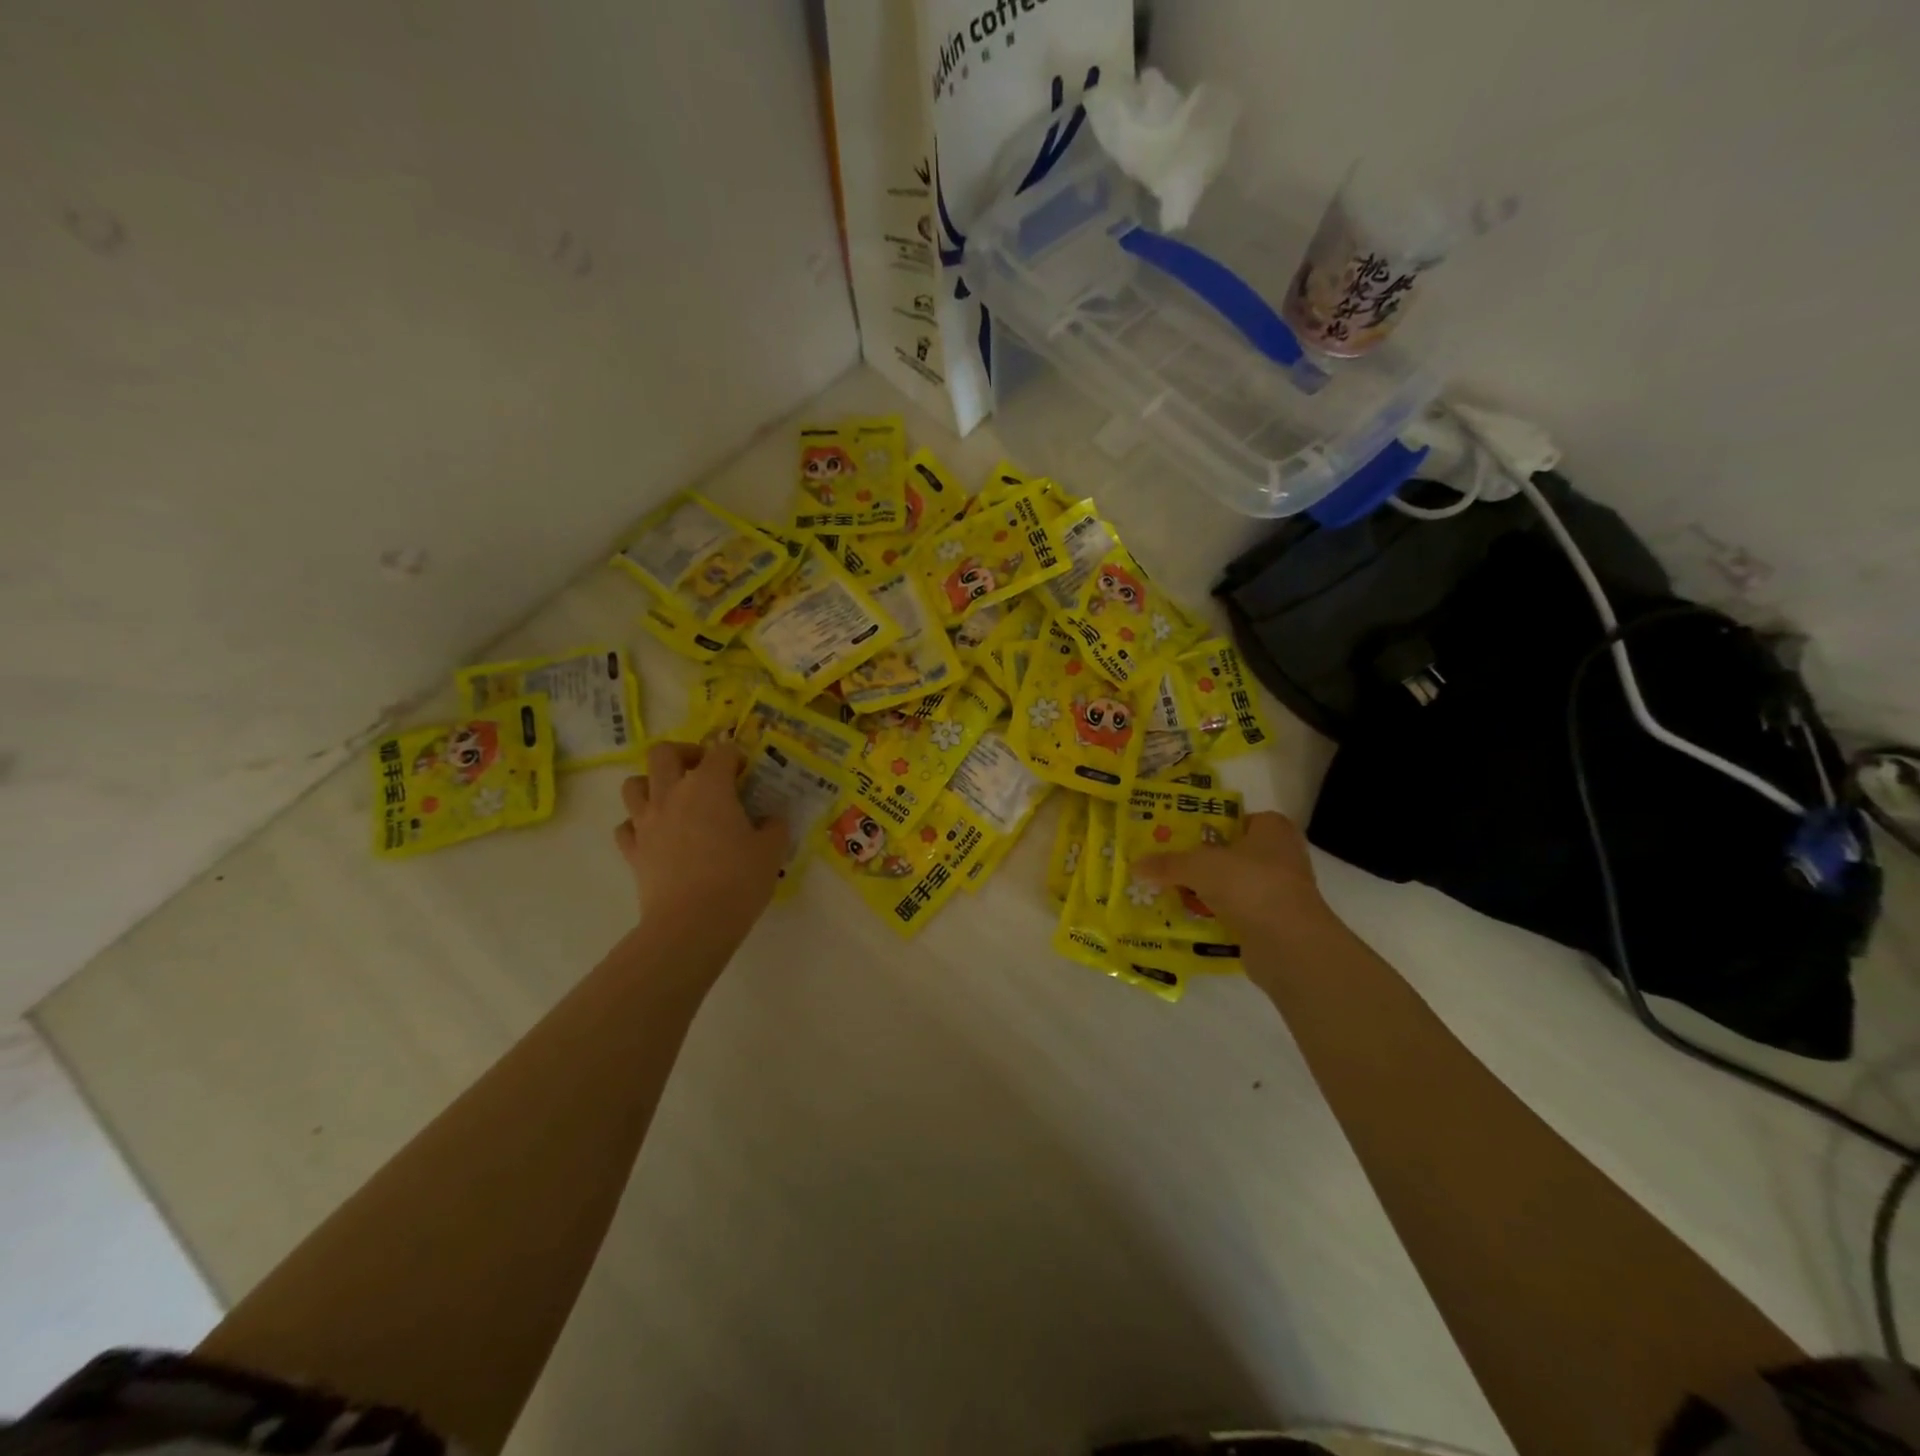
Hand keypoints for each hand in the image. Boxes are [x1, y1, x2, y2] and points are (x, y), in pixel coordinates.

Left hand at [614, 741, 786, 929]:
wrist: (692, 924)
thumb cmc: (738, 879)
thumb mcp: (772, 850)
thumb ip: (774, 827)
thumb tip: (770, 820)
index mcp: (709, 786)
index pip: (722, 752)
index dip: (736, 758)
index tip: (747, 774)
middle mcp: (672, 794)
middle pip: (664, 753)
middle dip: (684, 754)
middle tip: (702, 770)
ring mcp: (646, 822)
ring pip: (634, 784)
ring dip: (652, 784)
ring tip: (673, 799)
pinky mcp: (633, 851)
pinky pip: (626, 826)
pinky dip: (638, 824)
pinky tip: (656, 835)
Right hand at [1134, 810, 1337, 976]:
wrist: (1289, 943)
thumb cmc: (1249, 884)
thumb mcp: (1199, 866)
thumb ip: (1167, 864)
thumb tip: (1135, 866)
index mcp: (1272, 829)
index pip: (1236, 819)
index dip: (1208, 826)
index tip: (1178, 837)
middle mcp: (1282, 855)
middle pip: (1233, 853)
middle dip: (1203, 861)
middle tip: (1169, 865)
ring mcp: (1281, 891)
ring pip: (1234, 885)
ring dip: (1209, 891)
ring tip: (1172, 893)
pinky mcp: (1276, 922)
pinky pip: (1238, 913)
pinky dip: (1218, 916)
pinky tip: (1190, 920)